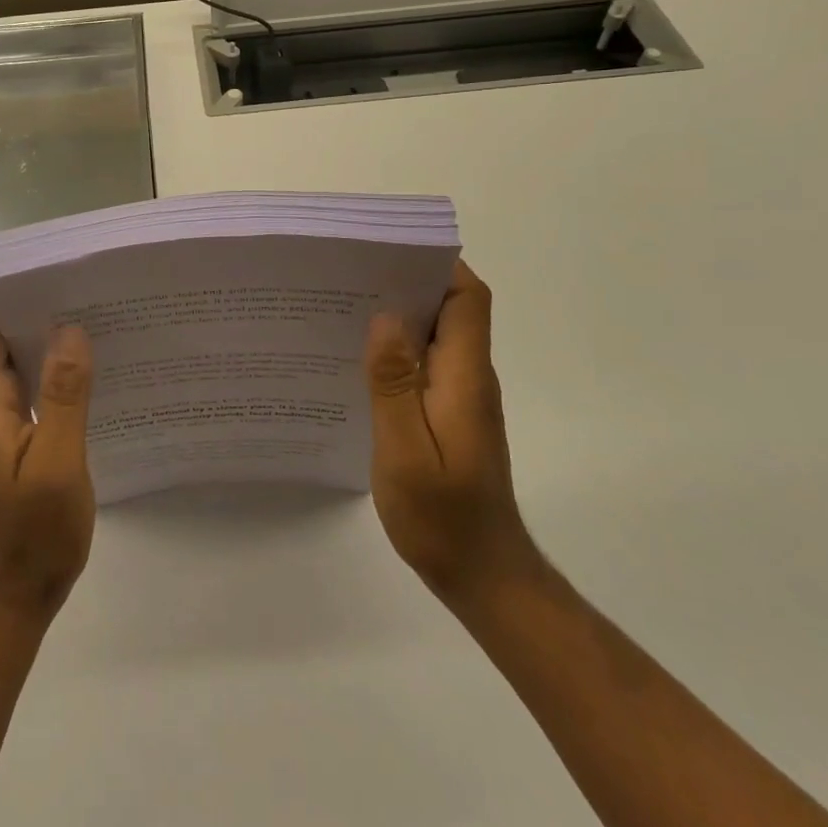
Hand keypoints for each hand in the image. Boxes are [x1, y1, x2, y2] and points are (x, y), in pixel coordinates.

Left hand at [0, 297, 95, 622]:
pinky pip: (27, 387)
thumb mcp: (57, 465)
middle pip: (1, 334)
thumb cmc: (32, 537)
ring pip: (16, 360)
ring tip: (99, 319)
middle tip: (92, 289)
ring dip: (49, 339)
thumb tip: (72, 328)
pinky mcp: (6, 439)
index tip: (60, 269)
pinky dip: (53, 371)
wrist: (9, 603)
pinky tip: (91, 370)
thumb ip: (65, 395)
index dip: (16, 288)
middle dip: (40, 307)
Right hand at [366, 260, 537, 606]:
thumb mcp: (406, 451)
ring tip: (345, 306)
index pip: (467, 299)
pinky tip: (358, 358)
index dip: (438, 265)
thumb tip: (386, 317)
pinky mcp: (449, 413)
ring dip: (399, 314)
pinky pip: (425, 362)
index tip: (391, 250)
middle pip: (451, 308)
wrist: (482, 576)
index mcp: (465, 377)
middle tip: (352, 272)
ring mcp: (461, 396)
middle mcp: (469, 377)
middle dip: (408, 281)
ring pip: (435, 334)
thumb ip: (395, 383)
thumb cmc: (443, 517)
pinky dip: (397, 348)